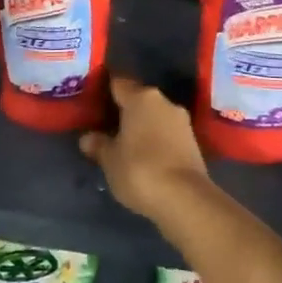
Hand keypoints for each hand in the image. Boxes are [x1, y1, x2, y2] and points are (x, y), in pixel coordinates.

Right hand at [79, 75, 211, 222]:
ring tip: (124, 145)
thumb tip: (88, 138)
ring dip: (141, 127)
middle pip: (138, 100)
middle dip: (124, 111)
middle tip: (105, 126)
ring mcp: (182, 122)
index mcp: (141, 97)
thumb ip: (99, 145)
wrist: (185, 199)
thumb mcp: (110, 160)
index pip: (118, 83)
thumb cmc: (140, 170)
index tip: (93, 100)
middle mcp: (164, 102)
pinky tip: (144, 158)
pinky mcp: (193, 142)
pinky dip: (155, 141)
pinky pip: (167, 134)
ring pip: (155, 117)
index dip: (105, 90)